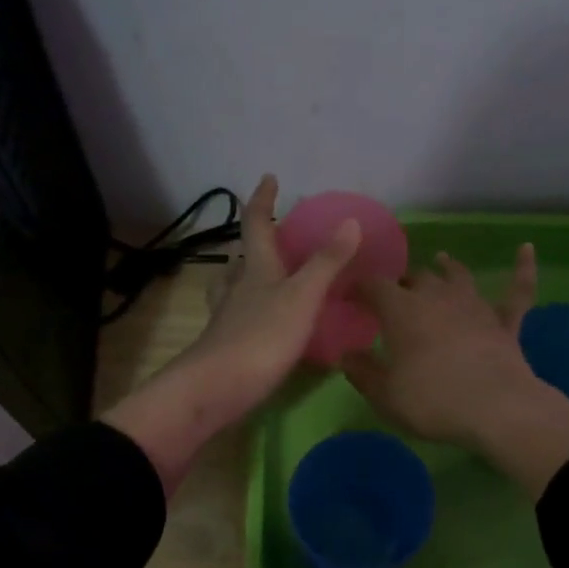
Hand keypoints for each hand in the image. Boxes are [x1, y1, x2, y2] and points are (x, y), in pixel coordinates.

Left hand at [104, 176, 360, 492]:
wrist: (218, 388)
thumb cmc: (262, 337)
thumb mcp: (302, 297)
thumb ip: (326, 263)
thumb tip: (350, 221)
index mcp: (256, 270)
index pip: (256, 225)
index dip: (262, 201)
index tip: (269, 179)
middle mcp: (237, 289)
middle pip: (240, 258)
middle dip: (253, 242)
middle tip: (269, 236)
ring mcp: (227, 319)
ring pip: (233, 288)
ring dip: (243, 276)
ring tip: (259, 275)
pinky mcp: (227, 347)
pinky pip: (238, 318)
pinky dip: (249, 311)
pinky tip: (261, 324)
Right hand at [340, 246, 538, 446]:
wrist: (496, 409)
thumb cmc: (432, 401)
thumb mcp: (385, 395)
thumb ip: (362, 372)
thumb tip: (346, 354)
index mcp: (402, 311)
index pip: (374, 287)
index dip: (359, 287)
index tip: (349, 296)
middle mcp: (437, 297)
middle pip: (417, 278)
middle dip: (403, 282)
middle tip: (394, 292)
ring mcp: (475, 306)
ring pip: (458, 276)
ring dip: (447, 268)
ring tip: (441, 260)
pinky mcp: (505, 322)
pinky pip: (517, 289)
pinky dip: (522, 269)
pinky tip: (526, 249)